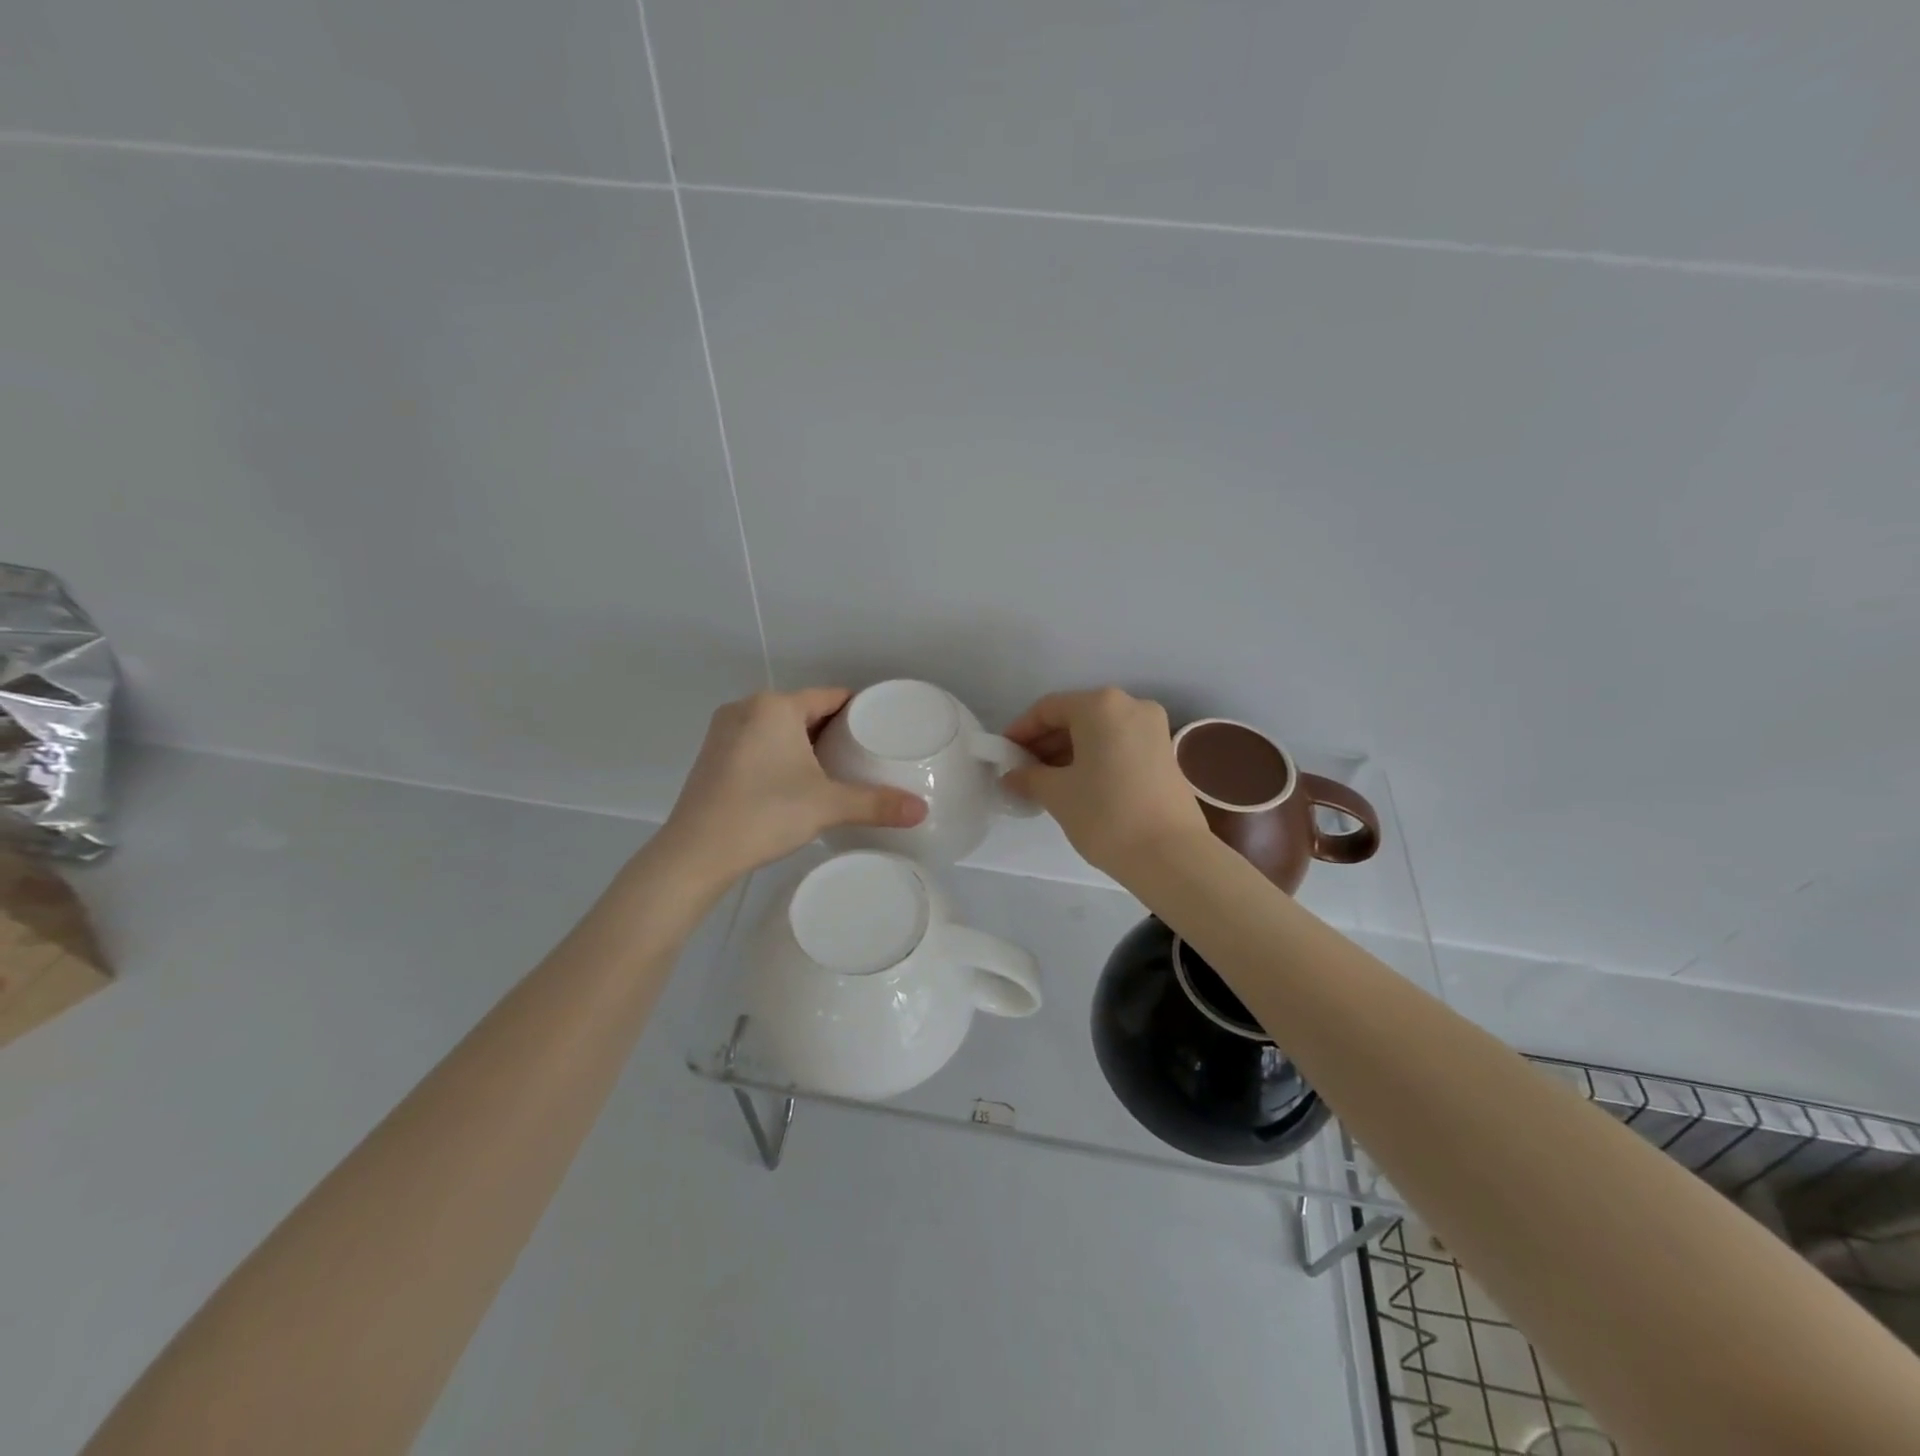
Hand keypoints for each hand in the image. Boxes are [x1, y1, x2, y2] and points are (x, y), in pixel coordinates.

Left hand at [658, 688, 927, 887]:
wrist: (695, 852)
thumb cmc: (764, 813)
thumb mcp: (827, 806)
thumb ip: (876, 804)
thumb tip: (922, 810)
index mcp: (775, 706)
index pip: (830, 696)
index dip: (858, 710)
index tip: (880, 728)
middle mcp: (747, 708)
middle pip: (803, 710)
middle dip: (833, 729)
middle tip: (864, 753)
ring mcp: (724, 731)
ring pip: (778, 727)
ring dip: (804, 742)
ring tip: (835, 767)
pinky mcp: (712, 755)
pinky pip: (757, 742)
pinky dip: (779, 753)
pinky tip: (794, 780)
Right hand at [1001, 688, 1209, 879]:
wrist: (1170, 855)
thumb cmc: (1105, 814)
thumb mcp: (1057, 794)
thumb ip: (1028, 777)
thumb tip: (1012, 775)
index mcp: (1101, 705)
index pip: (1048, 709)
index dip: (1020, 731)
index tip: (1003, 755)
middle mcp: (1130, 705)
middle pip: (1076, 716)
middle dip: (1045, 742)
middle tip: (1022, 772)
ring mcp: (1153, 728)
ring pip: (1098, 732)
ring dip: (1068, 752)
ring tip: (1045, 783)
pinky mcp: (1164, 753)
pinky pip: (1118, 745)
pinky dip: (1094, 759)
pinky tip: (1077, 785)